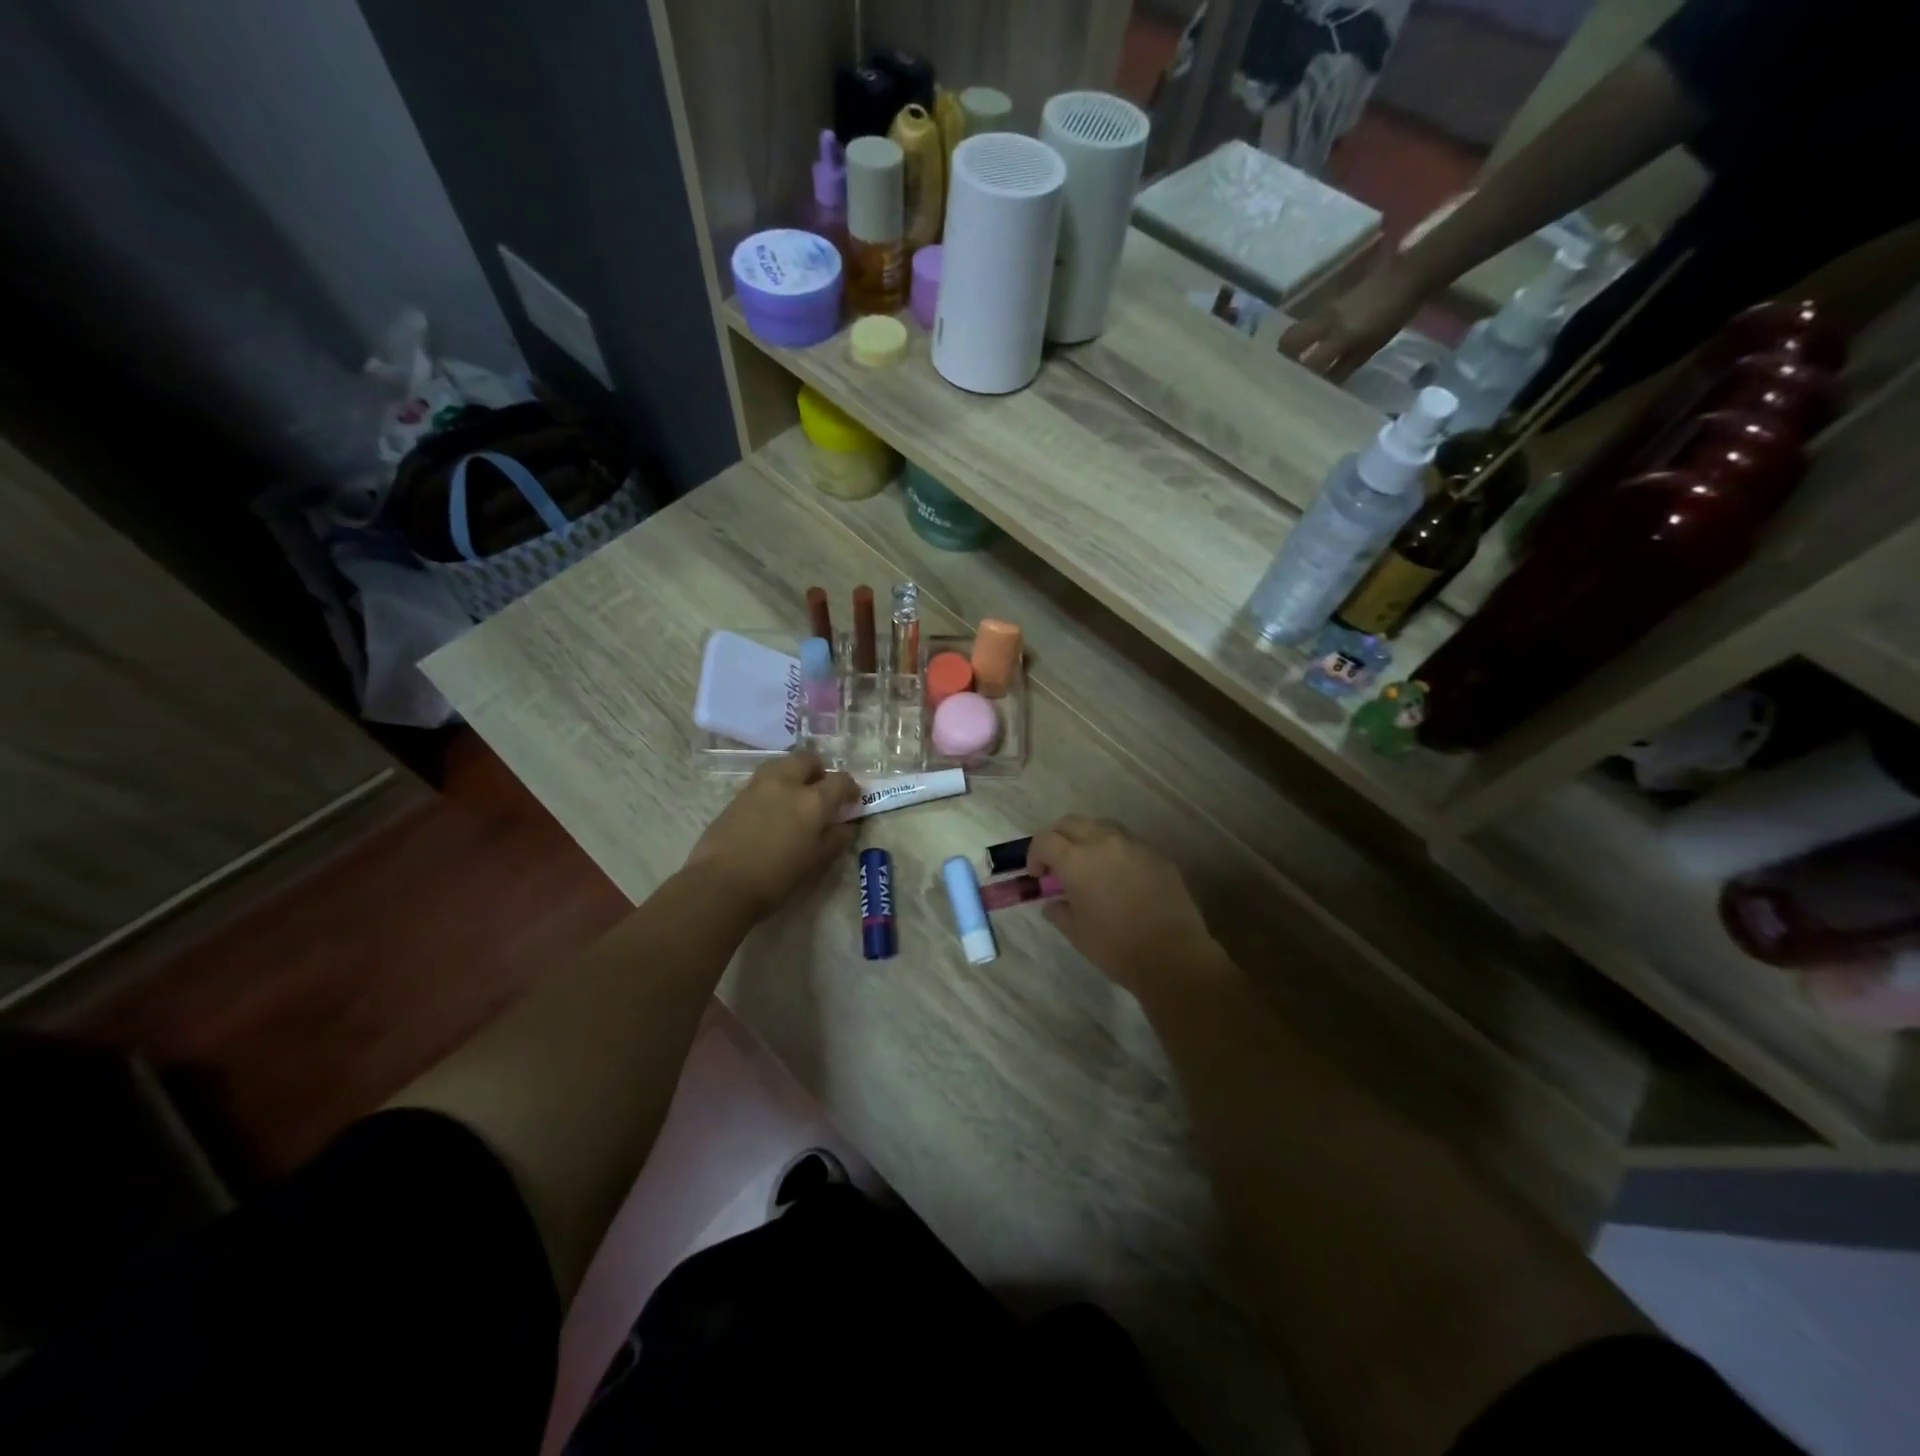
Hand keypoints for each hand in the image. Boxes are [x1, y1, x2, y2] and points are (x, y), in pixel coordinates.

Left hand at [685, 751, 859, 919]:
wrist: (720, 884)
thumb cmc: (776, 878)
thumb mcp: (815, 863)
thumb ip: (835, 839)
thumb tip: (846, 825)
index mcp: (813, 801)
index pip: (840, 780)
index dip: (851, 788)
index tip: (852, 801)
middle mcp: (787, 784)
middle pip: (808, 759)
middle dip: (819, 770)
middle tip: (821, 792)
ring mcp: (758, 786)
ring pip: (782, 764)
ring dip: (794, 774)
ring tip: (795, 798)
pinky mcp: (736, 796)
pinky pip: (763, 781)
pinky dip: (774, 788)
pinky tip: (772, 812)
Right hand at [1026, 816, 1219, 998]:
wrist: (1173, 956)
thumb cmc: (1116, 947)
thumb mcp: (1076, 933)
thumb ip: (1059, 911)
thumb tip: (1053, 903)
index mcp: (1076, 860)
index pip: (1045, 839)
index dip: (1035, 854)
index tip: (1038, 875)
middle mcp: (1104, 842)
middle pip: (1072, 823)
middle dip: (1059, 838)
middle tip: (1059, 864)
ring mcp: (1134, 845)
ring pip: (1103, 826)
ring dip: (1089, 839)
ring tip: (1090, 865)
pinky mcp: (1157, 855)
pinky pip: (1129, 843)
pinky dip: (1116, 852)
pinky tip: (1121, 877)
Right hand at [1278, 264, 1428, 381]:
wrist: (1406, 277)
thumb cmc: (1393, 316)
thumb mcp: (1370, 348)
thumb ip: (1344, 367)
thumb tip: (1325, 387)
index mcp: (1341, 335)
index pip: (1309, 362)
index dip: (1299, 377)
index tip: (1293, 389)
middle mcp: (1326, 322)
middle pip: (1289, 340)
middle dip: (1283, 357)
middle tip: (1286, 371)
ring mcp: (1325, 310)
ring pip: (1295, 330)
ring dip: (1291, 346)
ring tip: (1294, 361)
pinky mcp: (1328, 304)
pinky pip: (1306, 323)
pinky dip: (1303, 337)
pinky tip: (1309, 345)